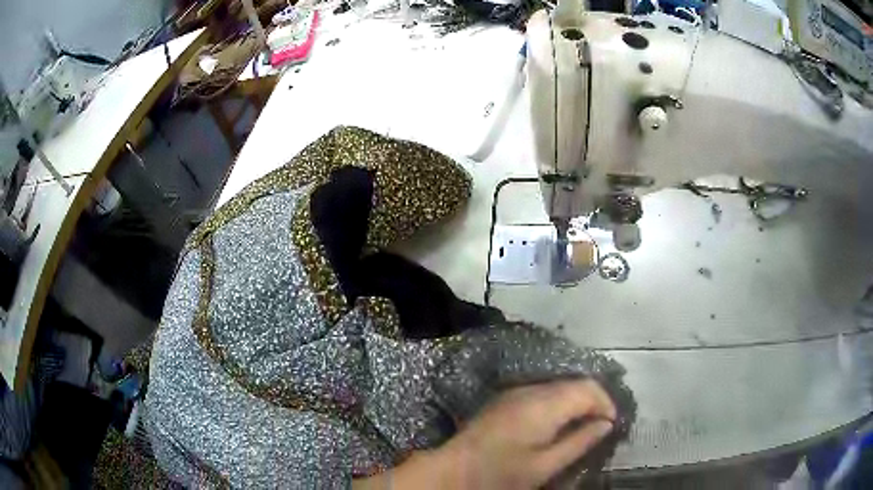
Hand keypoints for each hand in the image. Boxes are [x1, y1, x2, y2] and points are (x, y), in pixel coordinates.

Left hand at [356, 379, 615, 489]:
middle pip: (575, 383)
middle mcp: (531, 390)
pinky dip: (559, 403)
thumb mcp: (545, 465)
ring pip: (560, 386)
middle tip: (600, 427)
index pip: (588, 388)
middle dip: (593, 402)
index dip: (606, 403)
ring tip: (583, 426)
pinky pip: (544, 392)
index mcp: (544, 405)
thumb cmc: (501, 473)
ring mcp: (516, 391)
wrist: (454, 469)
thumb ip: (579, 442)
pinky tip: (558, 423)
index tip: (611, 425)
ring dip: (577, 401)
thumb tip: (606, 424)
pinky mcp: (507, 398)